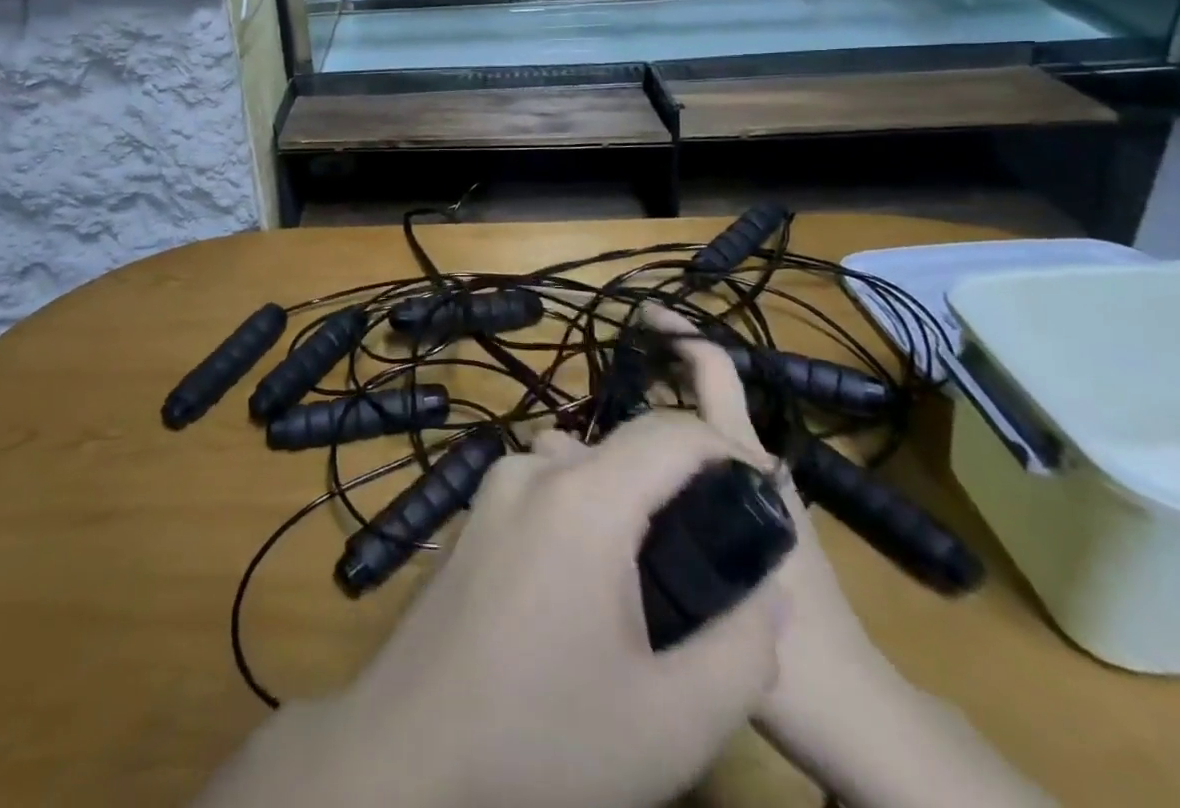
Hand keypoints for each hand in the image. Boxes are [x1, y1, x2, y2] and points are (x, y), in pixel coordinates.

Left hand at [197, 410, 786, 807]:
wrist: (410, 747)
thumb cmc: (544, 737)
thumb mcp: (671, 722)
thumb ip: (744, 652)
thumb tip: (769, 593)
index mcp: (583, 498)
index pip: (669, 432)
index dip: (724, 450)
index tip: (760, 498)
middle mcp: (534, 469)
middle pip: (625, 445)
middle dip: (681, 481)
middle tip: (716, 550)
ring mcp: (495, 485)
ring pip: (585, 464)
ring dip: (630, 497)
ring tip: (657, 573)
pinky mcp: (474, 511)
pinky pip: (547, 485)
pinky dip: (587, 507)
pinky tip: (591, 582)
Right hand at [636, 307, 889, 755]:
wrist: (852, 709)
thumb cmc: (792, 640)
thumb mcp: (717, 571)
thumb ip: (646, 515)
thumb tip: (570, 458)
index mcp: (744, 459)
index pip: (715, 374)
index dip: (681, 335)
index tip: (641, 313)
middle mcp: (748, 463)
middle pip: (700, 396)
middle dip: (658, 368)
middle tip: (599, 366)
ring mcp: (750, 492)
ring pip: (694, 433)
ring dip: (654, 414)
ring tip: (598, 420)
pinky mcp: (745, 523)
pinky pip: (696, 468)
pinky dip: (664, 454)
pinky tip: (627, 479)